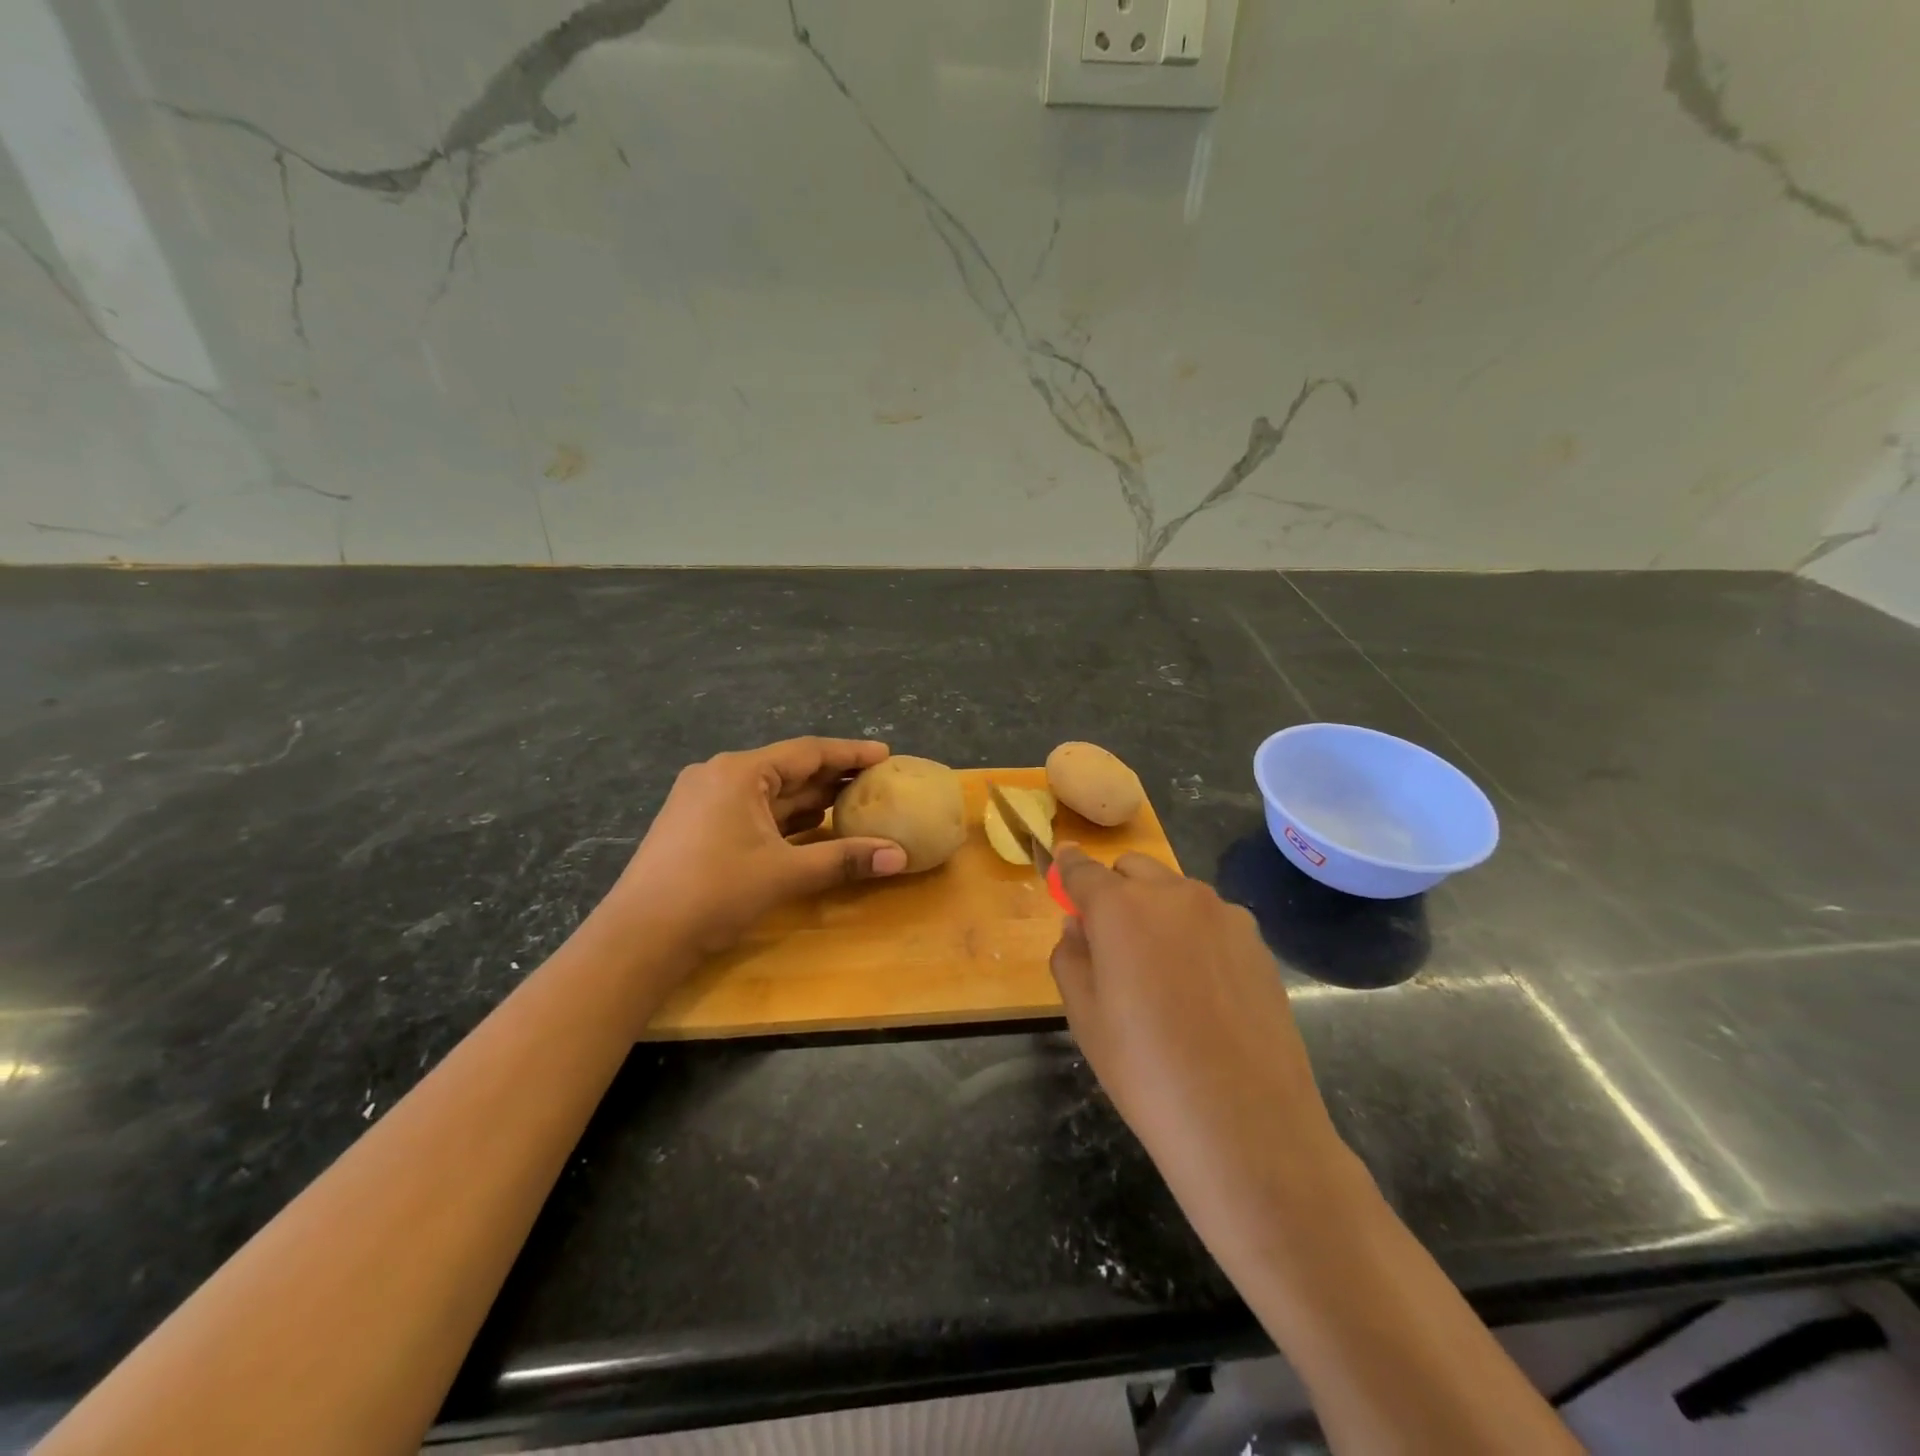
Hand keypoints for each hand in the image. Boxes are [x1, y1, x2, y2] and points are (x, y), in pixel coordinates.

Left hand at [608, 737, 907, 954]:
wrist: (639, 937)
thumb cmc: (714, 892)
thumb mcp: (785, 874)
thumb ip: (844, 859)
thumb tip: (899, 856)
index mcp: (739, 772)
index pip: (807, 751)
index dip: (850, 754)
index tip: (885, 755)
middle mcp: (720, 776)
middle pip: (788, 769)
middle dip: (832, 777)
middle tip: (876, 782)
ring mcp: (704, 802)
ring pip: (769, 793)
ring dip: (809, 800)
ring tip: (853, 803)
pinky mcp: (697, 827)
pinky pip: (753, 812)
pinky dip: (785, 819)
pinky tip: (811, 829)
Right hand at [1049, 848, 1352, 1258]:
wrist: (1246, 1124)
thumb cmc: (1146, 1071)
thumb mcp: (1085, 1018)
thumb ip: (1071, 957)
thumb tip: (1079, 926)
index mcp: (1120, 908)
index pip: (1082, 870)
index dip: (1068, 870)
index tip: (1062, 870)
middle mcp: (1173, 894)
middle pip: (1132, 869)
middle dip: (1115, 891)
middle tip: (1113, 943)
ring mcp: (1223, 914)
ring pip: (1175, 892)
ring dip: (1158, 910)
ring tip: (1164, 973)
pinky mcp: (1257, 941)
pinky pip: (1212, 920)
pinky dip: (1196, 934)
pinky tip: (1204, 990)